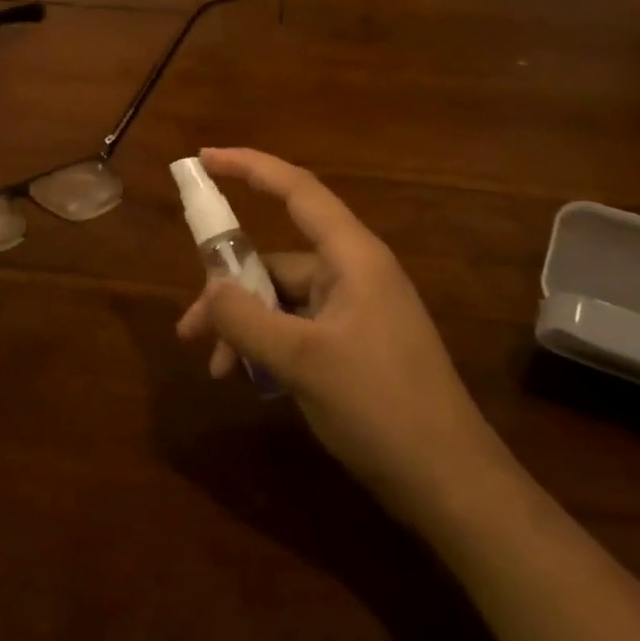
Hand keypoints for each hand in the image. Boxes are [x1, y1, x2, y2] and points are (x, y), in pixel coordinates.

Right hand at [176, 148, 505, 526]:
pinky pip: (297, 326)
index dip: (249, 167)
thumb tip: (210, 289)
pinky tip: (247, 377)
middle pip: (277, 258)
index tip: (204, 158)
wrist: (450, 483)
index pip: (296, 189)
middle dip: (228, 288)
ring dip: (244, 325)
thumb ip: (246, 319)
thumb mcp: (301, 360)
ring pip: (282, 298)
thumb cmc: (379, 406)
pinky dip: (267, 344)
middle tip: (190, 329)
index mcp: (352, 256)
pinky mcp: (354, 343)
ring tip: (214, 366)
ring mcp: (355, 309)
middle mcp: (354, 272)